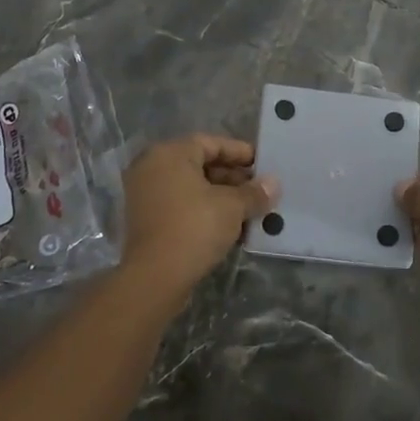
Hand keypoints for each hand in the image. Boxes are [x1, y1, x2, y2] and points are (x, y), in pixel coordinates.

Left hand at [121, 135, 277, 299]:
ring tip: (250, 209)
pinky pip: (181, 205)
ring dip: (221, 196)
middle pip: (200, 164)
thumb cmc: (195, 227)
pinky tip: (230, 226)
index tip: (262, 164)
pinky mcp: (147, 220)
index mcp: (170, 154)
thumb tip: (273, 184)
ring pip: (191, 187)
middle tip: (259, 189)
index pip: (211, 143)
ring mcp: (146, 195)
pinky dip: (204, 210)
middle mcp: (153, 167)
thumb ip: (254, 192)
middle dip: (232, 177)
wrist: (155, 277)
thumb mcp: (232, 207)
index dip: (239, 152)